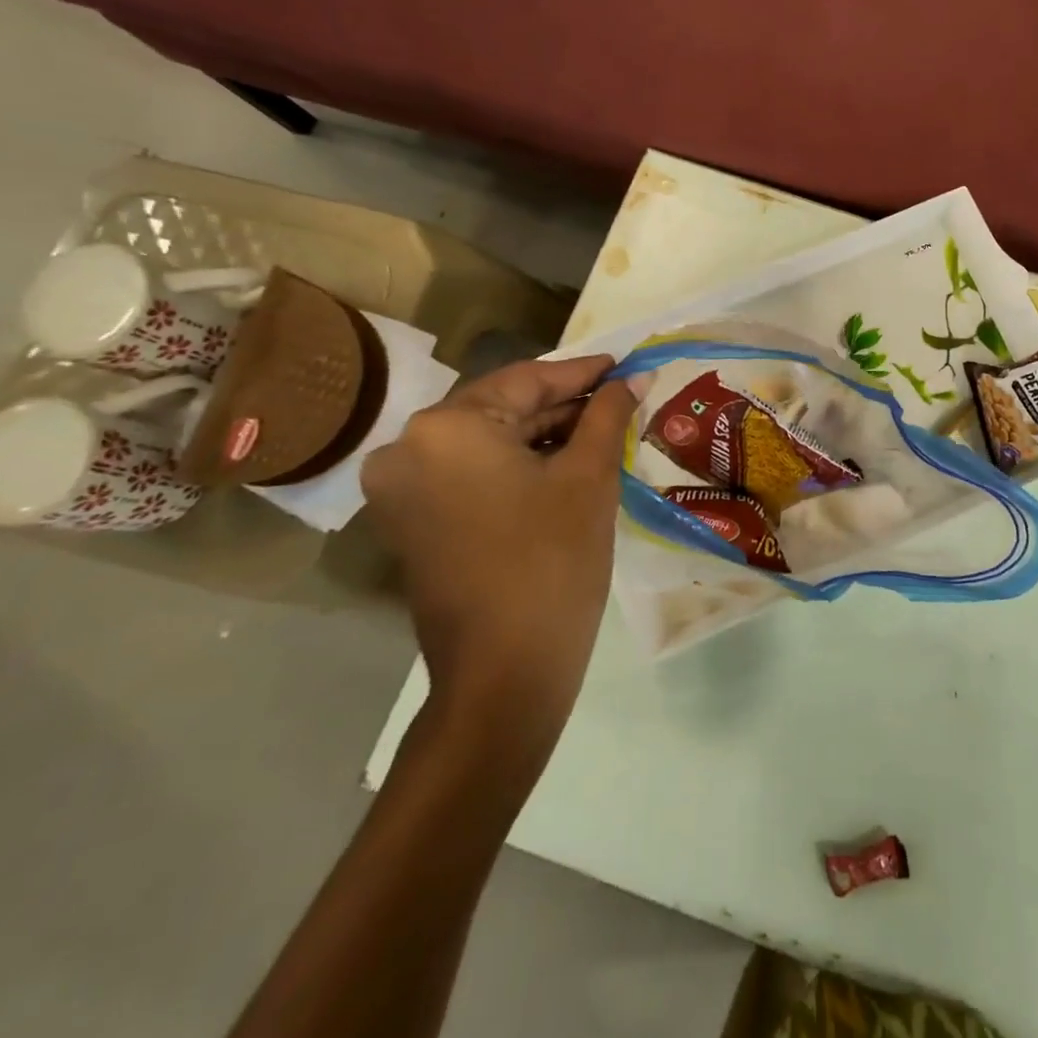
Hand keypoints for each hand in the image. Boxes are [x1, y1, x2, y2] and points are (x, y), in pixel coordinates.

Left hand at [361, 355, 638, 750]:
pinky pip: (469, 471)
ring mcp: (401, 487)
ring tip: (600, 430)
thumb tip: (636, 377)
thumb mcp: (589, 477)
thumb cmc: (554, 562)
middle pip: (502, 407)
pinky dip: (514, 463)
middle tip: (620, 400)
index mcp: (446, 427)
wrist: (505, 672)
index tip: (625, 365)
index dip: (583, 372)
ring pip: (486, 440)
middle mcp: (408, 446)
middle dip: (564, 405)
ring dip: (541, 434)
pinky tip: (562, 462)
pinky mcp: (410, 519)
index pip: (527, 380)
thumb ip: (609, 414)